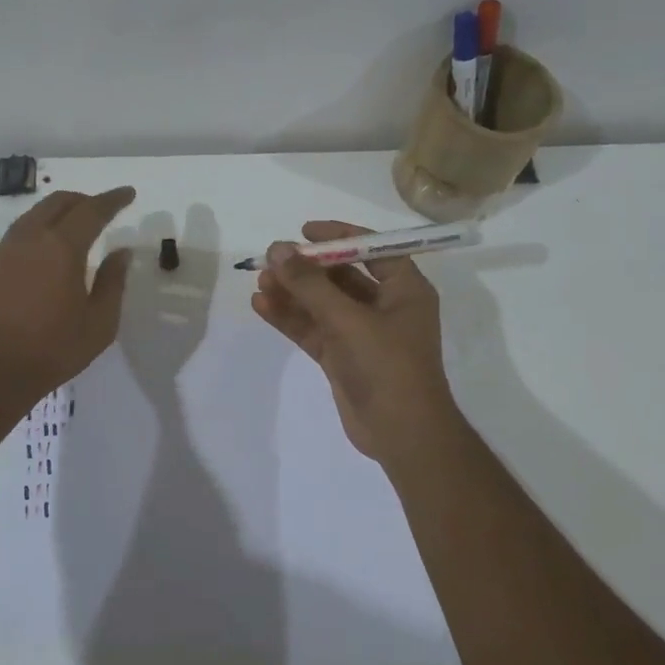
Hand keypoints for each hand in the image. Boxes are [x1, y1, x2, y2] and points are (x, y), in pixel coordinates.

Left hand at [0, 187, 136, 398]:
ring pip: (32, 217)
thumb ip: (113, 283)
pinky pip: (15, 239)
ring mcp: (2, 253)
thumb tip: (121, 253)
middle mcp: (29, 240)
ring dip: (56, 214)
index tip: (128, 193)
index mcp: (62, 247)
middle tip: (101, 209)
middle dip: (82, 200)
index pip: (92, 210)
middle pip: (57, 203)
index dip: (113, 199)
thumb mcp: (99, 323)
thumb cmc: (52, 350)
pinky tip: (42, 258)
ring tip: (72, 229)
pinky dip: (36, 235)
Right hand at [250, 220, 459, 461]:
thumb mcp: (349, 320)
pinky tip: (262, 306)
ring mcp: (362, 334)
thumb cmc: (388, 366)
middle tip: (271, 258)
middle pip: (341, 276)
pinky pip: (313, 329)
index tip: (304, 231)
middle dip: (306, 268)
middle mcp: (385, 306)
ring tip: (260, 281)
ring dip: (293, 293)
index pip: (372, 249)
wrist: (402, 434)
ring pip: (322, 304)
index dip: (339, 236)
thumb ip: (311, 285)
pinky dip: (290, 318)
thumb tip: (278, 249)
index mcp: (404, 289)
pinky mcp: (342, 357)